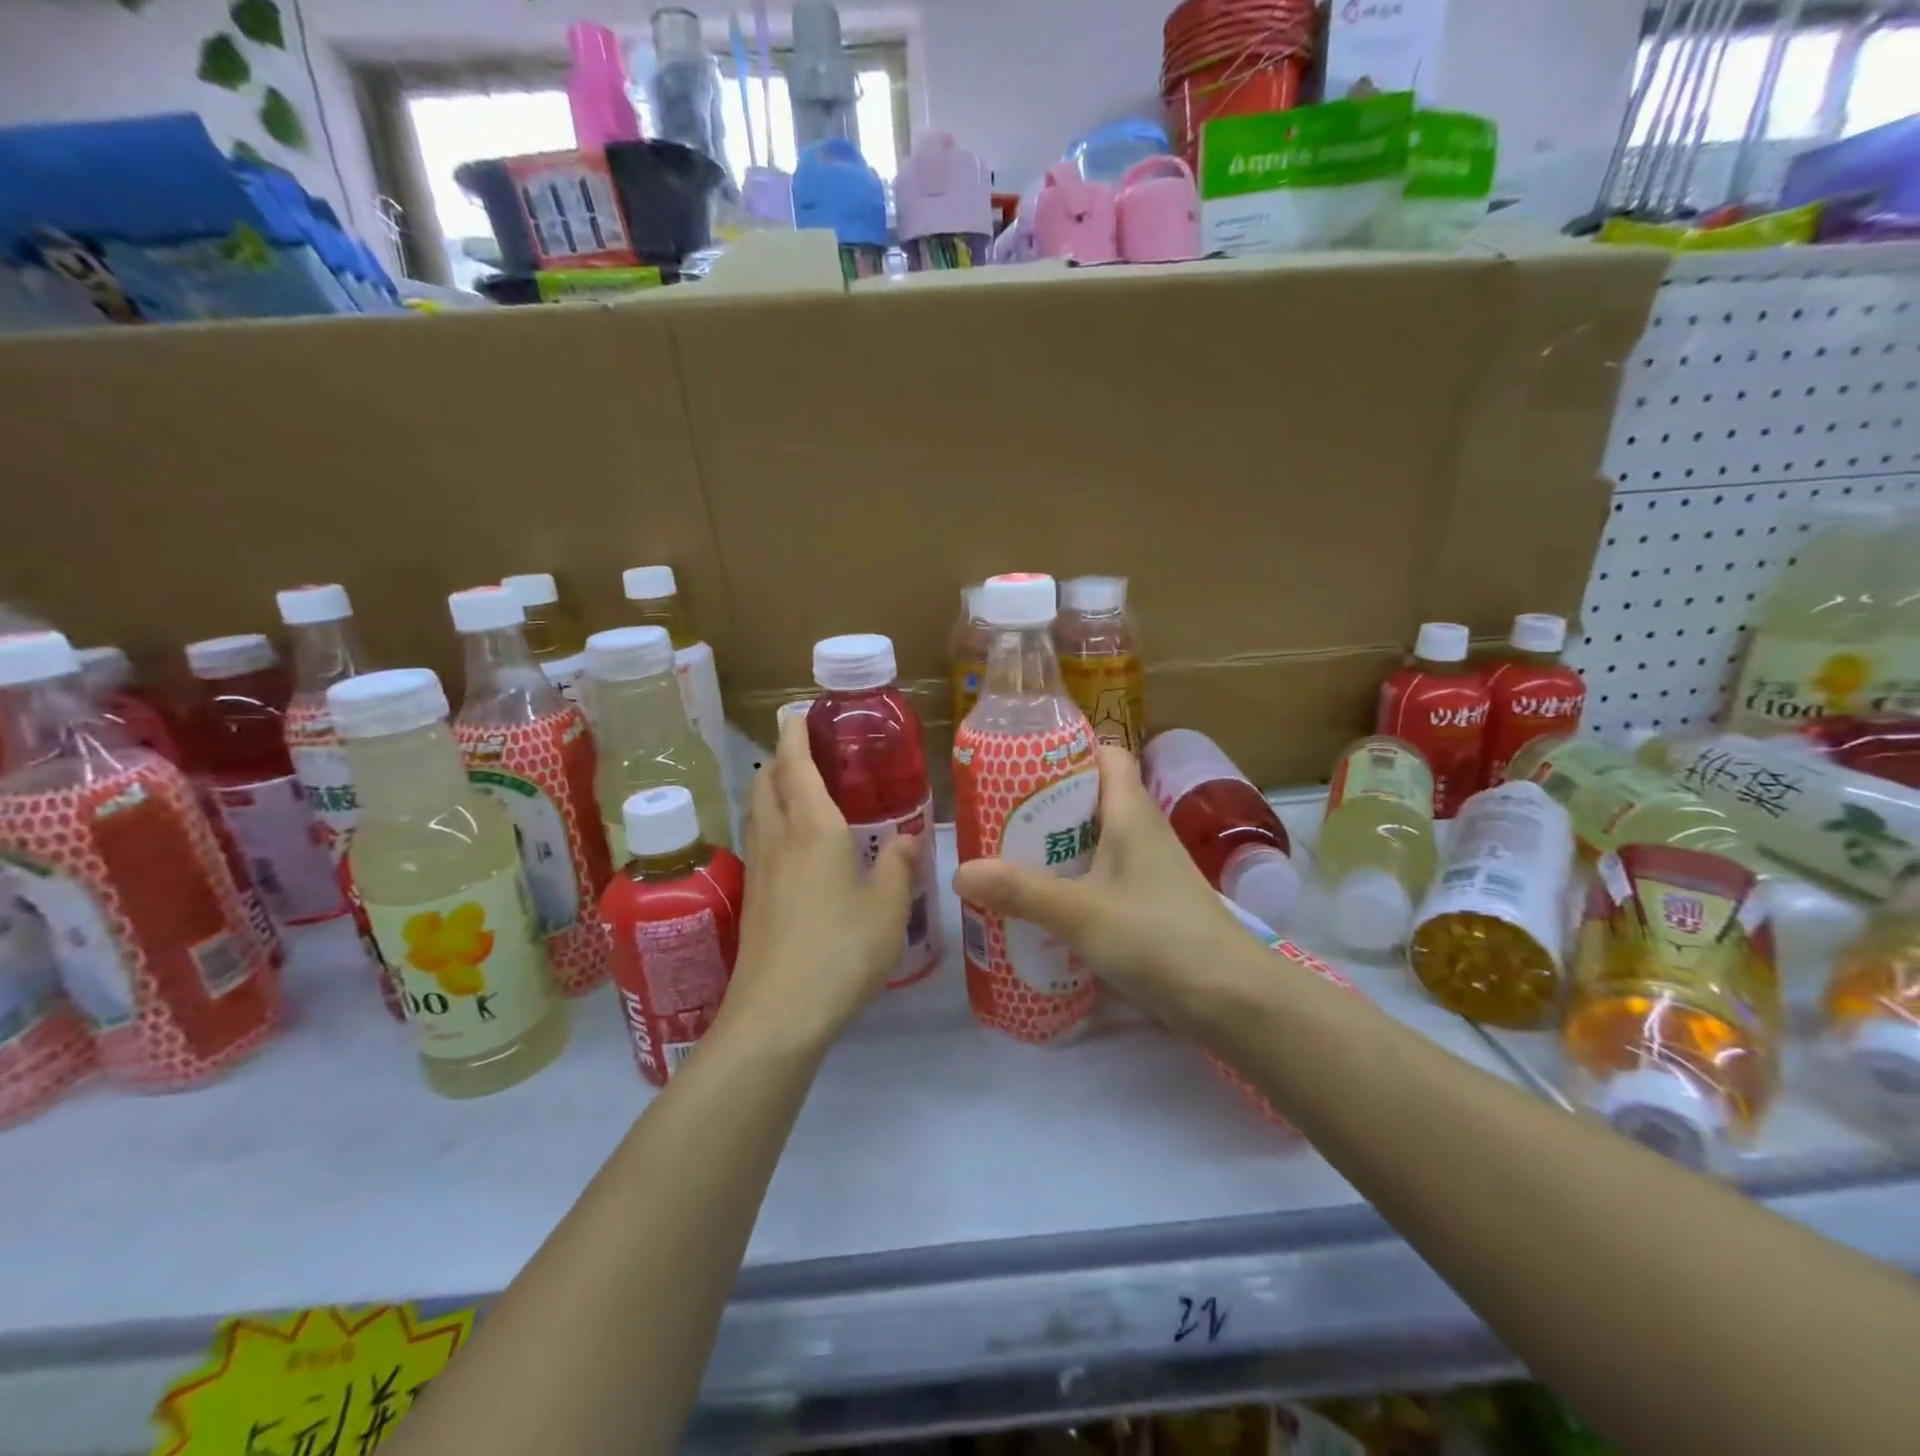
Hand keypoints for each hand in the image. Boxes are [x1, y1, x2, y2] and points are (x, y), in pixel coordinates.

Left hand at [720, 715, 917, 1051]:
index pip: (796, 766)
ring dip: (771, 790)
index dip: (795, 735)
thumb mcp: (889, 908)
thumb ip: (899, 867)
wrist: (778, 1014)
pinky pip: (759, 842)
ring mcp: (759, 871)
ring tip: (796, 791)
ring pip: (757, 812)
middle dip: (779, 758)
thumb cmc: (841, 950)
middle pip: (766, 783)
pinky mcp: (753, 900)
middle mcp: (779, 840)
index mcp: (813, 830)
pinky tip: (791, 847)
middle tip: (804, 751)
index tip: (794, 712)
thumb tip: (906, 838)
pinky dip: (770, 823)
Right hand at [951, 745, 1248, 1024]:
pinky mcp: (1150, 904)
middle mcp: (1143, 830)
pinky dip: (1074, 881)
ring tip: (1009, 858)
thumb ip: (1020, 891)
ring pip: (1097, 839)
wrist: (1230, 998)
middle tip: (999, 817)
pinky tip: (1044, 903)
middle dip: (1047, 803)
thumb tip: (959, 870)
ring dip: (1058, 846)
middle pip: (1093, 797)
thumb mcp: (1079, 912)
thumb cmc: (1156, 936)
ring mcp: (1149, 869)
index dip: (1069, 749)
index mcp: (1131, 811)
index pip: (1107, 754)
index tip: (1021, 764)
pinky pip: (1104, 876)